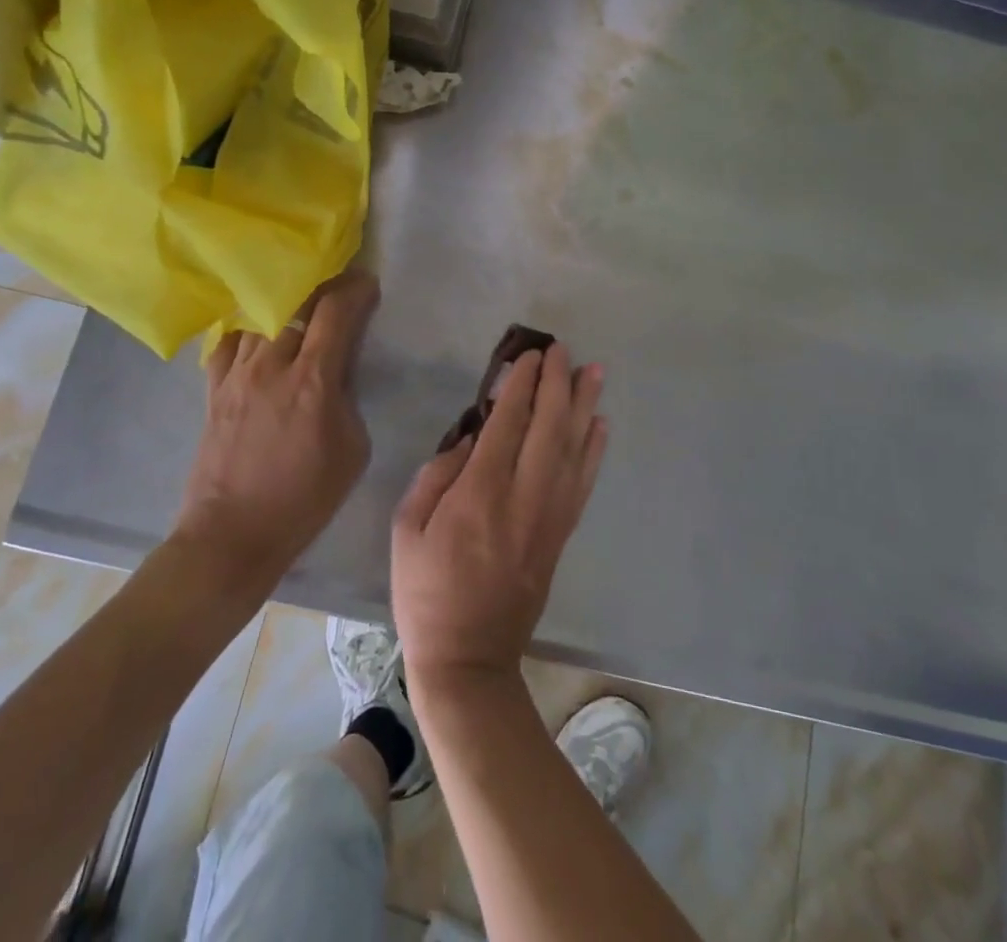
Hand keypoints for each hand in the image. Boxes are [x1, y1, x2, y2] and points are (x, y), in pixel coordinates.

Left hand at [176, 270, 379, 584]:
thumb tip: (338, 372)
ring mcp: (237, 374)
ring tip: (300, 302)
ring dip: (285, 302)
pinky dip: (248, 328)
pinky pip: (229, 340)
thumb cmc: (304, 498)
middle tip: (339, 286)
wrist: (232, 535)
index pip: (335, 311)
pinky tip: (258, 331)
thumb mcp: (352, 448)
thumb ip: (347, 397)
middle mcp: (271, 365)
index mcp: (312, 380)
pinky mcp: (214, 388)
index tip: (368, 284)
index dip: (355, 289)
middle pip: (296, 302)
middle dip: (323, 286)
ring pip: (260, 314)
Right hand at [392, 343, 607, 693]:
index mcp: (479, 493)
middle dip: (557, 383)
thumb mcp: (406, 529)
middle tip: (563, 350)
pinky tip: (600, 425)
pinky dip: (594, 450)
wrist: (468, 657)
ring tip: (595, 372)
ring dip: (585, 406)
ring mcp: (548, 516)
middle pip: (548, 428)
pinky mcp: (561, 534)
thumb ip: (436, 475)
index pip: (507, 423)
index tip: (530, 356)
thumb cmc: (425, 591)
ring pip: (572, 449)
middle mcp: (522, 497)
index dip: (522, 385)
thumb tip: (471, 439)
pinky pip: (583, 482)